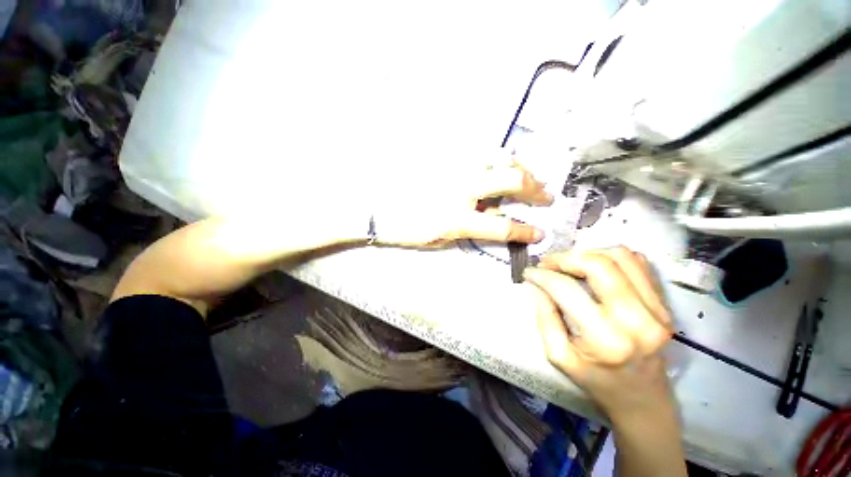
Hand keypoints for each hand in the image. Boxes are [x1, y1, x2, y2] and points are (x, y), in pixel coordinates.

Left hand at [371, 156, 552, 246]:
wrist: (377, 207)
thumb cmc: (407, 229)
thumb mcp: (440, 238)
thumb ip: (470, 227)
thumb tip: (493, 217)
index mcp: (457, 218)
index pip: (502, 227)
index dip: (526, 232)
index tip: (540, 232)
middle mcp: (461, 189)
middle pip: (511, 181)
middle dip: (535, 188)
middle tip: (545, 195)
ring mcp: (454, 168)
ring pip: (499, 157)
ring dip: (519, 168)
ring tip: (526, 177)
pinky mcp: (446, 157)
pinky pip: (479, 151)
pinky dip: (496, 158)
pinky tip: (500, 164)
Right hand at [524, 247, 675, 419]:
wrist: (643, 398)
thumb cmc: (596, 380)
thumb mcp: (559, 356)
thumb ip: (545, 317)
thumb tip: (535, 284)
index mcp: (606, 339)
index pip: (566, 289)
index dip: (542, 275)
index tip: (529, 272)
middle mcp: (637, 320)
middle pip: (599, 265)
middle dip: (565, 258)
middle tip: (548, 263)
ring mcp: (657, 310)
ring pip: (621, 257)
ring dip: (588, 253)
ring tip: (570, 264)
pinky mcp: (664, 304)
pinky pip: (639, 263)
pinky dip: (611, 257)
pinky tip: (595, 267)